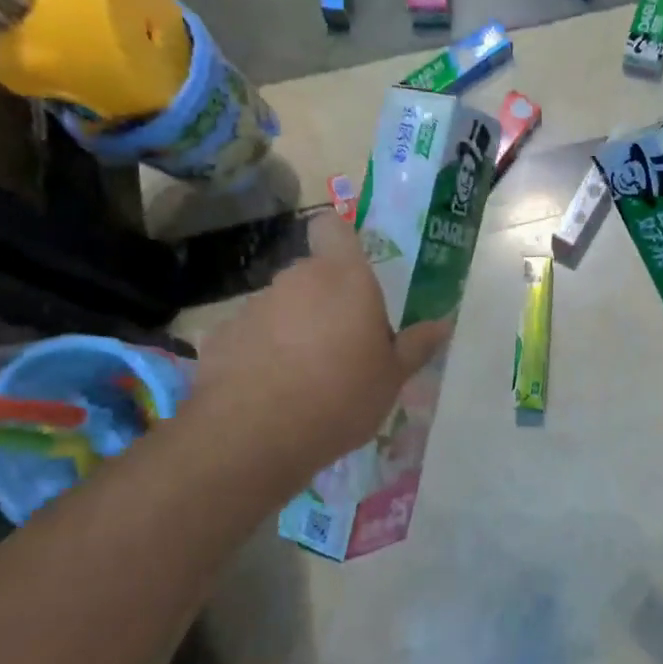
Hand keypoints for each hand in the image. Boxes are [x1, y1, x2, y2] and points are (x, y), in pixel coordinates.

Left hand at [185, 213, 450, 482]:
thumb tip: (442, 324)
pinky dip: (260, 354)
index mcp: (344, 278)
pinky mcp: (220, 337)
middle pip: (311, 274)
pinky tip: (269, 391)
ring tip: (305, 376)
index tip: (352, 270)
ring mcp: (253, 307)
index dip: (339, 241)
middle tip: (343, 343)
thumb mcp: (392, 377)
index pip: (332, 227)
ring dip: (293, 328)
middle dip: (325, 300)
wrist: (255, 435)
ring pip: (281, 306)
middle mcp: (296, 280)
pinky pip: (250, 336)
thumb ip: (416, 346)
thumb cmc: (341, 395)